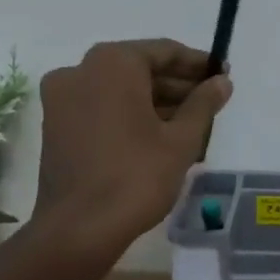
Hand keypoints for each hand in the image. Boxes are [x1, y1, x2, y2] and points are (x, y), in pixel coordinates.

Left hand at [34, 39, 231, 237]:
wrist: (80, 228)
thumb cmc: (137, 175)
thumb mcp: (182, 138)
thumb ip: (204, 103)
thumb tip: (222, 81)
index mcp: (112, 64)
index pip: (165, 51)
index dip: (198, 63)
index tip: (223, 74)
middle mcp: (80, 71)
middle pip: (140, 69)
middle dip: (178, 85)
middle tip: (211, 101)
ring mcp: (62, 99)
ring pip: (120, 90)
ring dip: (156, 102)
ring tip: (193, 123)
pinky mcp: (56, 126)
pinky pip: (102, 108)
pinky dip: (131, 114)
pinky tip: (161, 135)